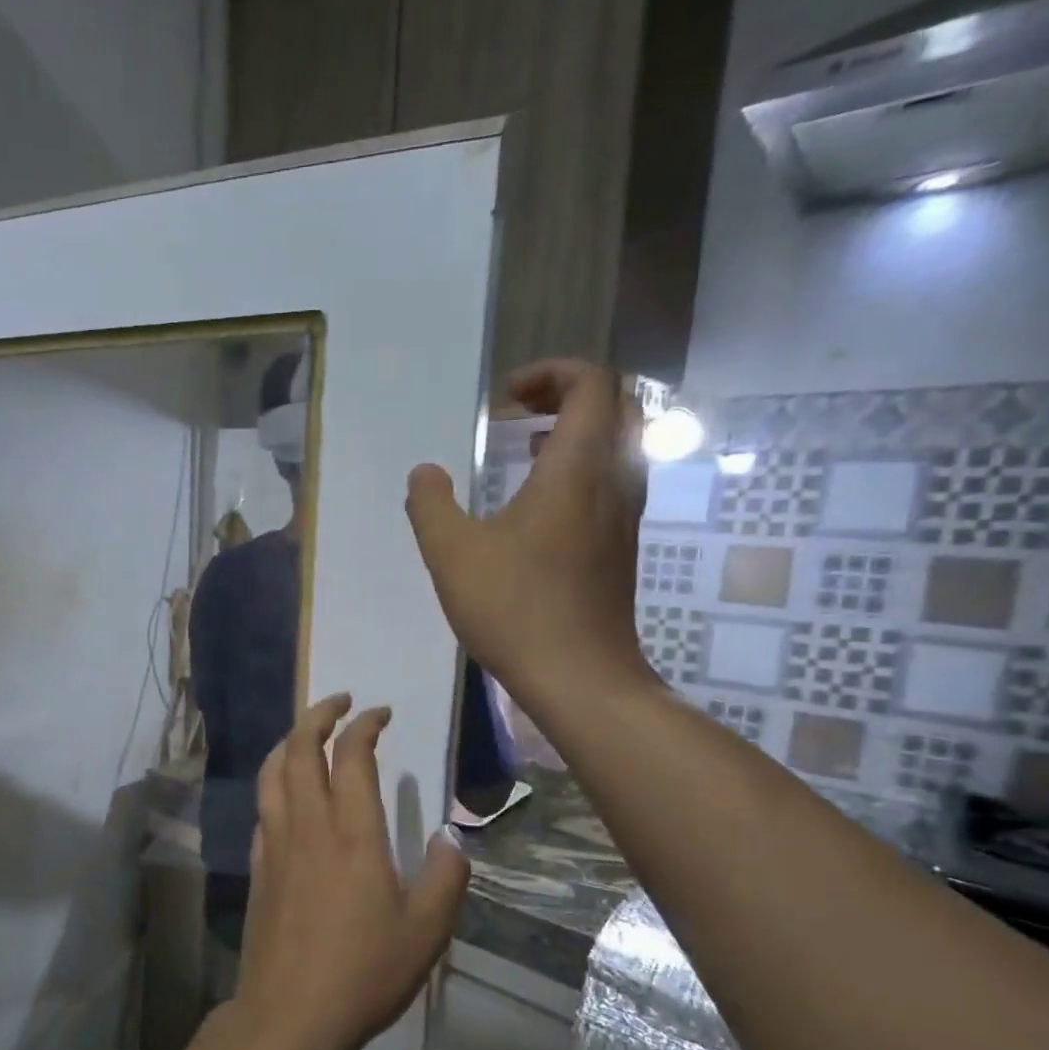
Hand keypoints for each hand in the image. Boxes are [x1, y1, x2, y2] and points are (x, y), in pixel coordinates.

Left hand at [233, 695, 471, 1049]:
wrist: (290, 1014)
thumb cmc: (364, 972)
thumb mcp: (427, 931)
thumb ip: (445, 876)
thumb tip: (450, 836)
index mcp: (352, 833)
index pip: (352, 755)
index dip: (365, 725)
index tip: (380, 713)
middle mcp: (308, 825)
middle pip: (300, 748)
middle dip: (318, 714)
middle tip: (340, 702)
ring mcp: (275, 843)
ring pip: (272, 771)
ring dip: (289, 741)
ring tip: (308, 734)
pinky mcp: (257, 865)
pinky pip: (262, 806)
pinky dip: (275, 782)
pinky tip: (287, 793)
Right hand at [405, 360, 655, 706]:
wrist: (580, 676)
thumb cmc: (515, 607)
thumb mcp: (452, 553)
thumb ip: (431, 505)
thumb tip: (424, 473)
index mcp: (577, 467)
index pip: (592, 383)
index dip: (552, 373)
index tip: (507, 398)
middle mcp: (613, 481)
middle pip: (616, 406)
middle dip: (569, 395)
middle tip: (521, 412)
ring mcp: (623, 517)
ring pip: (619, 446)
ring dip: (577, 433)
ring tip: (526, 450)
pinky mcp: (620, 548)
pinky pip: (612, 482)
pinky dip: (581, 470)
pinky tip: (538, 506)